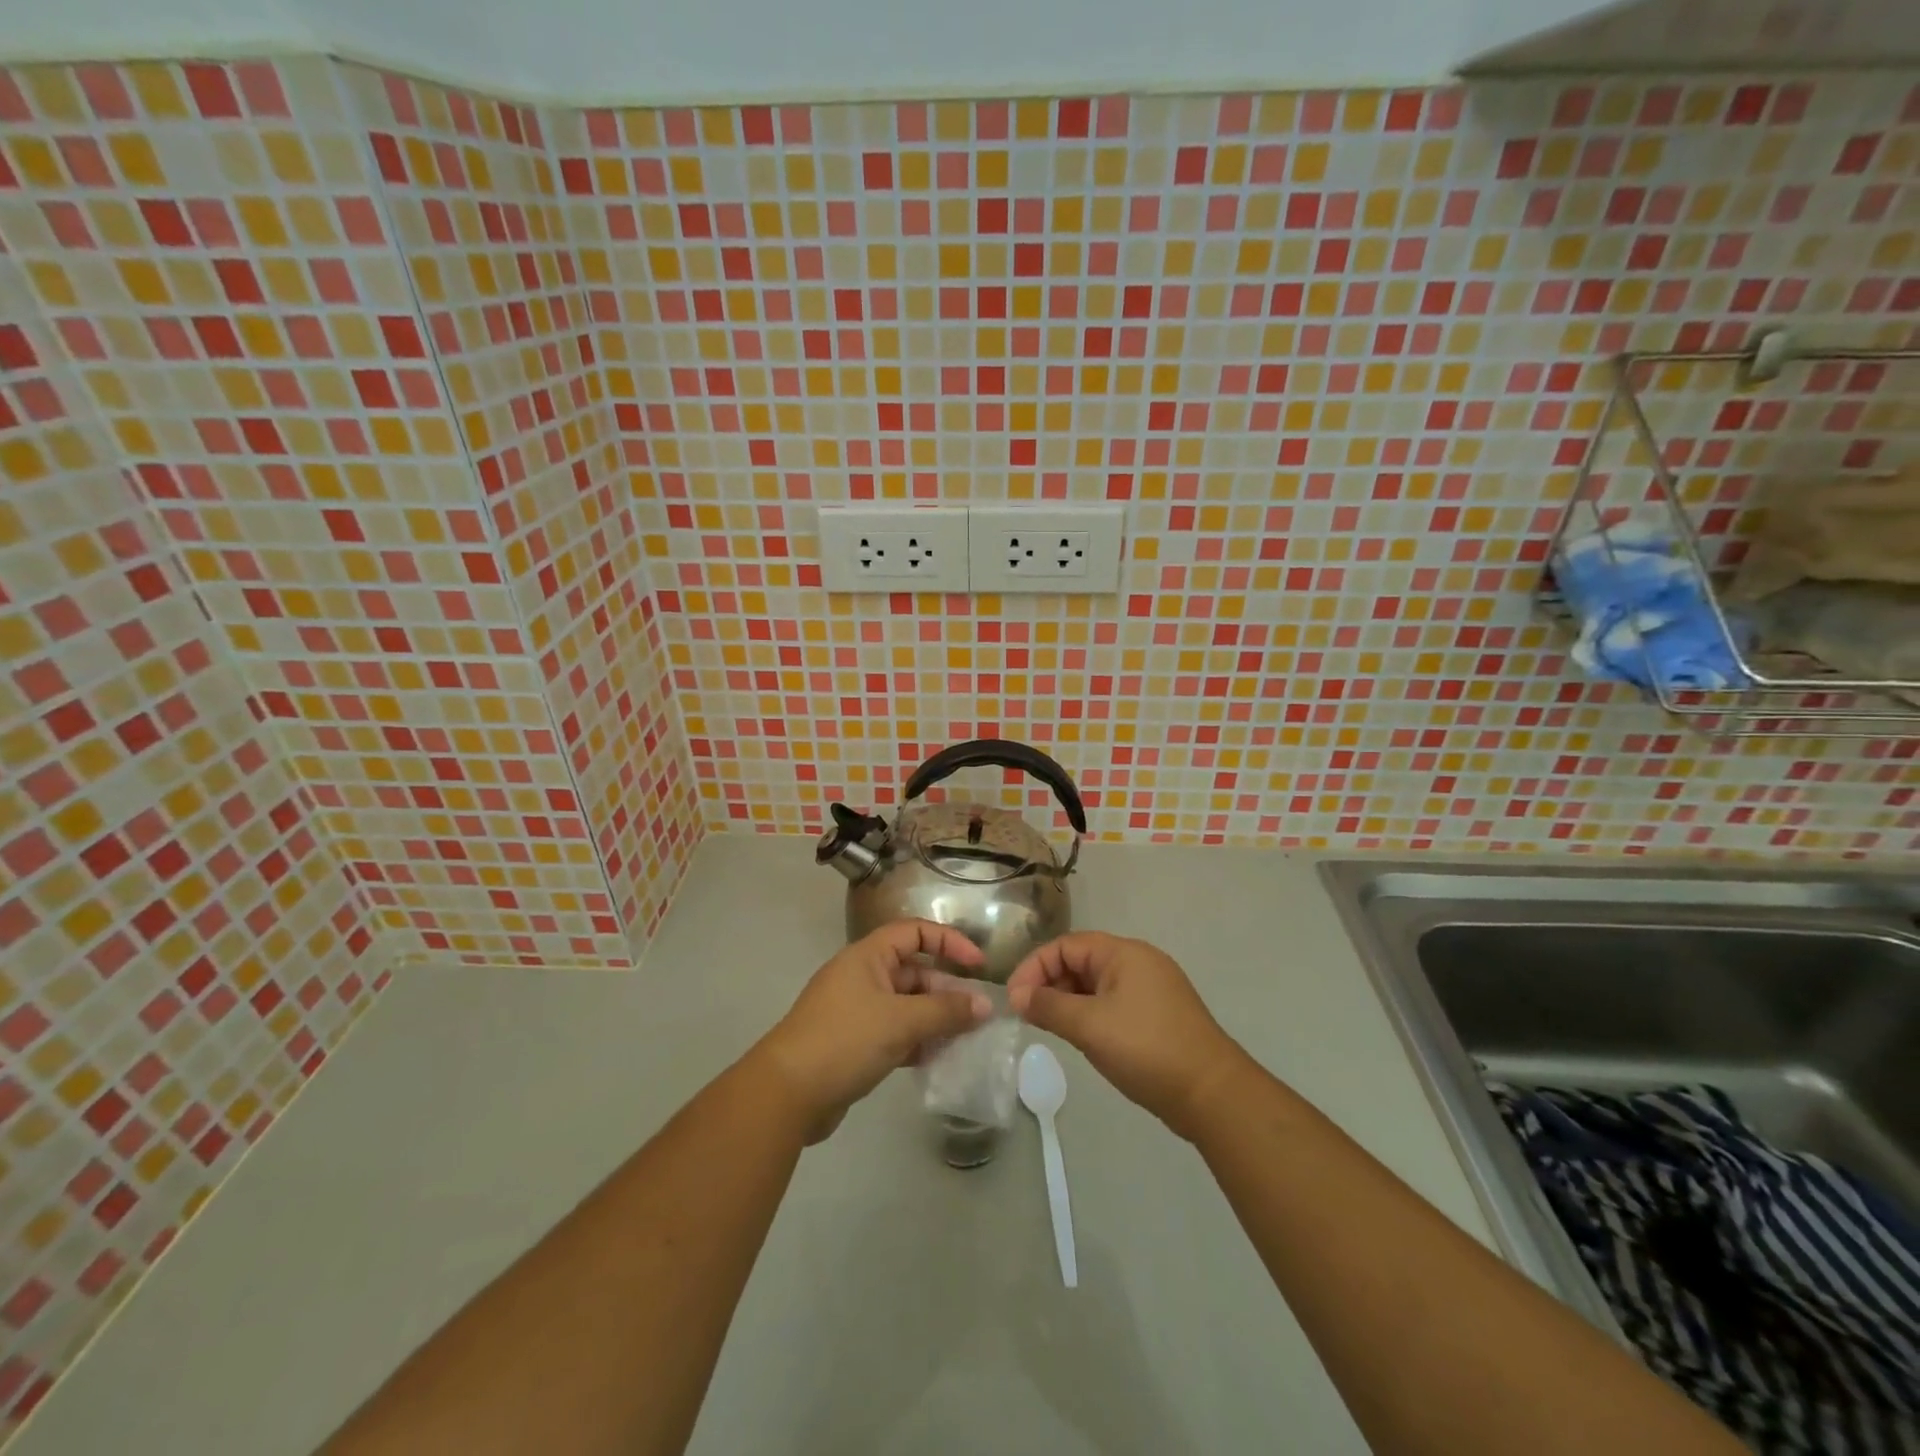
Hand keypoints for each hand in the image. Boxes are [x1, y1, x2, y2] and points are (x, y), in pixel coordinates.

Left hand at [756, 921, 992, 1142]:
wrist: (786, 1094)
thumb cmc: (845, 1041)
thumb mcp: (901, 1021)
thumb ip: (946, 1011)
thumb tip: (985, 1005)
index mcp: (868, 956)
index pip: (915, 932)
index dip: (949, 942)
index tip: (978, 966)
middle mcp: (862, 976)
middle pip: (914, 971)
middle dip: (946, 990)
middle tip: (977, 1016)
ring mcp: (857, 1011)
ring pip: (907, 1005)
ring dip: (935, 1019)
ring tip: (965, 1039)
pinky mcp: (855, 1043)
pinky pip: (895, 1032)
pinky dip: (917, 1041)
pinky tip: (937, 1059)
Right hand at [1007, 932, 1248, 1140]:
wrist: (1212, 1094)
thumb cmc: (1146, 1049)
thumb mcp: (1089, 1026)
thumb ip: (1049, 1006)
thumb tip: (1017, 996)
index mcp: (1124, 953)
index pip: (1066, 945)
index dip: (1035, 967)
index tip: (1014, 998)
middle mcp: (1138, 962)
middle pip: (1081, 961)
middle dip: (1050, 983)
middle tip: (1028, 1015)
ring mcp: (1151, 989)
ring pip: (1096, 984)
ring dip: (1068, 1001)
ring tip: (1050, 1028)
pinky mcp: (1158, 1015)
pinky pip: (1112, 1003)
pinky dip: (1090, 1013)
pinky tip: (1082, 1037)